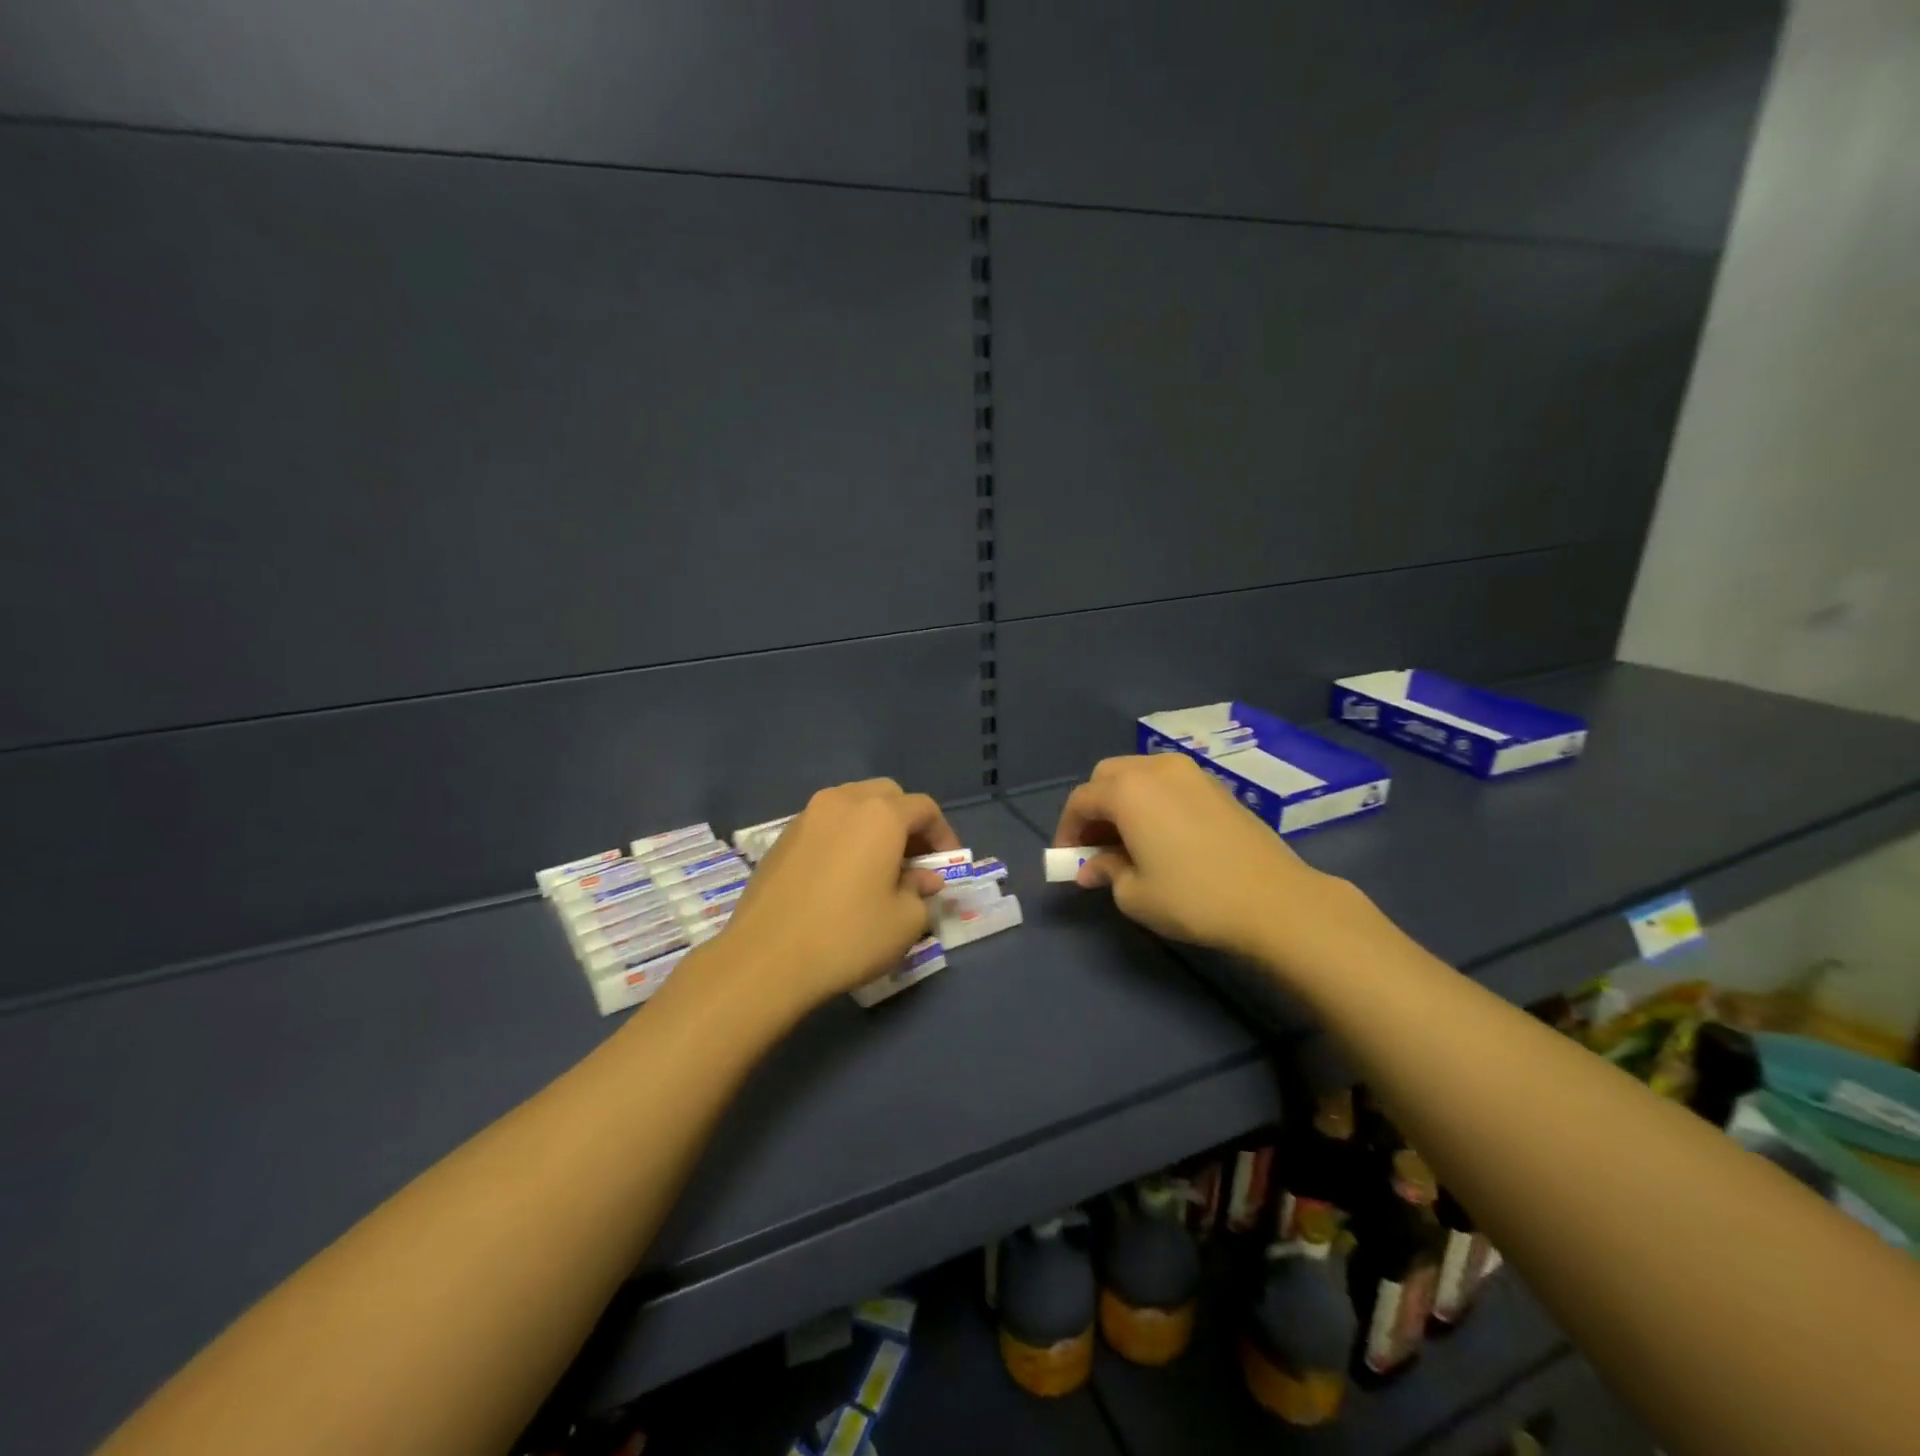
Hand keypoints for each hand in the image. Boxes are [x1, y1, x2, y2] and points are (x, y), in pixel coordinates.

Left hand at [715, 778, 959, 1012]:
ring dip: (874, 826)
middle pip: (888, 796)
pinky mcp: (782, 837)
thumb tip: (922, 879)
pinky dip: (844, 837)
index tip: (947, 866)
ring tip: (879, 866)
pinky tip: (842, 875)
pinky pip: (826, 823)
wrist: (765, 959)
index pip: (924, 808)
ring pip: (853, 804)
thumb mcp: (904, 921)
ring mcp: (807, 816)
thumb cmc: (847, 937)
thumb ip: (921, 891)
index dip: (943, 835)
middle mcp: (843, 801)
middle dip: (908, 822)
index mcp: (880, 814)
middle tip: (915, 861)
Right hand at [1053, 753, 1341, 959]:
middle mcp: (1156, 769)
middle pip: (1108, 776)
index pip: (1081, 800)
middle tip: (1096, 845)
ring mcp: (1191, 773)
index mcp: (1128, 790)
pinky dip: (1153, 800)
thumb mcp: (1134, 894)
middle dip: (1095, 807)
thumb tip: (1093, 867)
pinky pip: (1169, 783)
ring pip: (1140, 774)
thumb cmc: (1193, 897)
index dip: (1067, 829)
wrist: (1274, 900)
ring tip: (1128, 840)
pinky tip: (1162, 835)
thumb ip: (1106, 871)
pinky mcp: (1217, 786)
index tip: (1069, 859)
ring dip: (1124, 800)